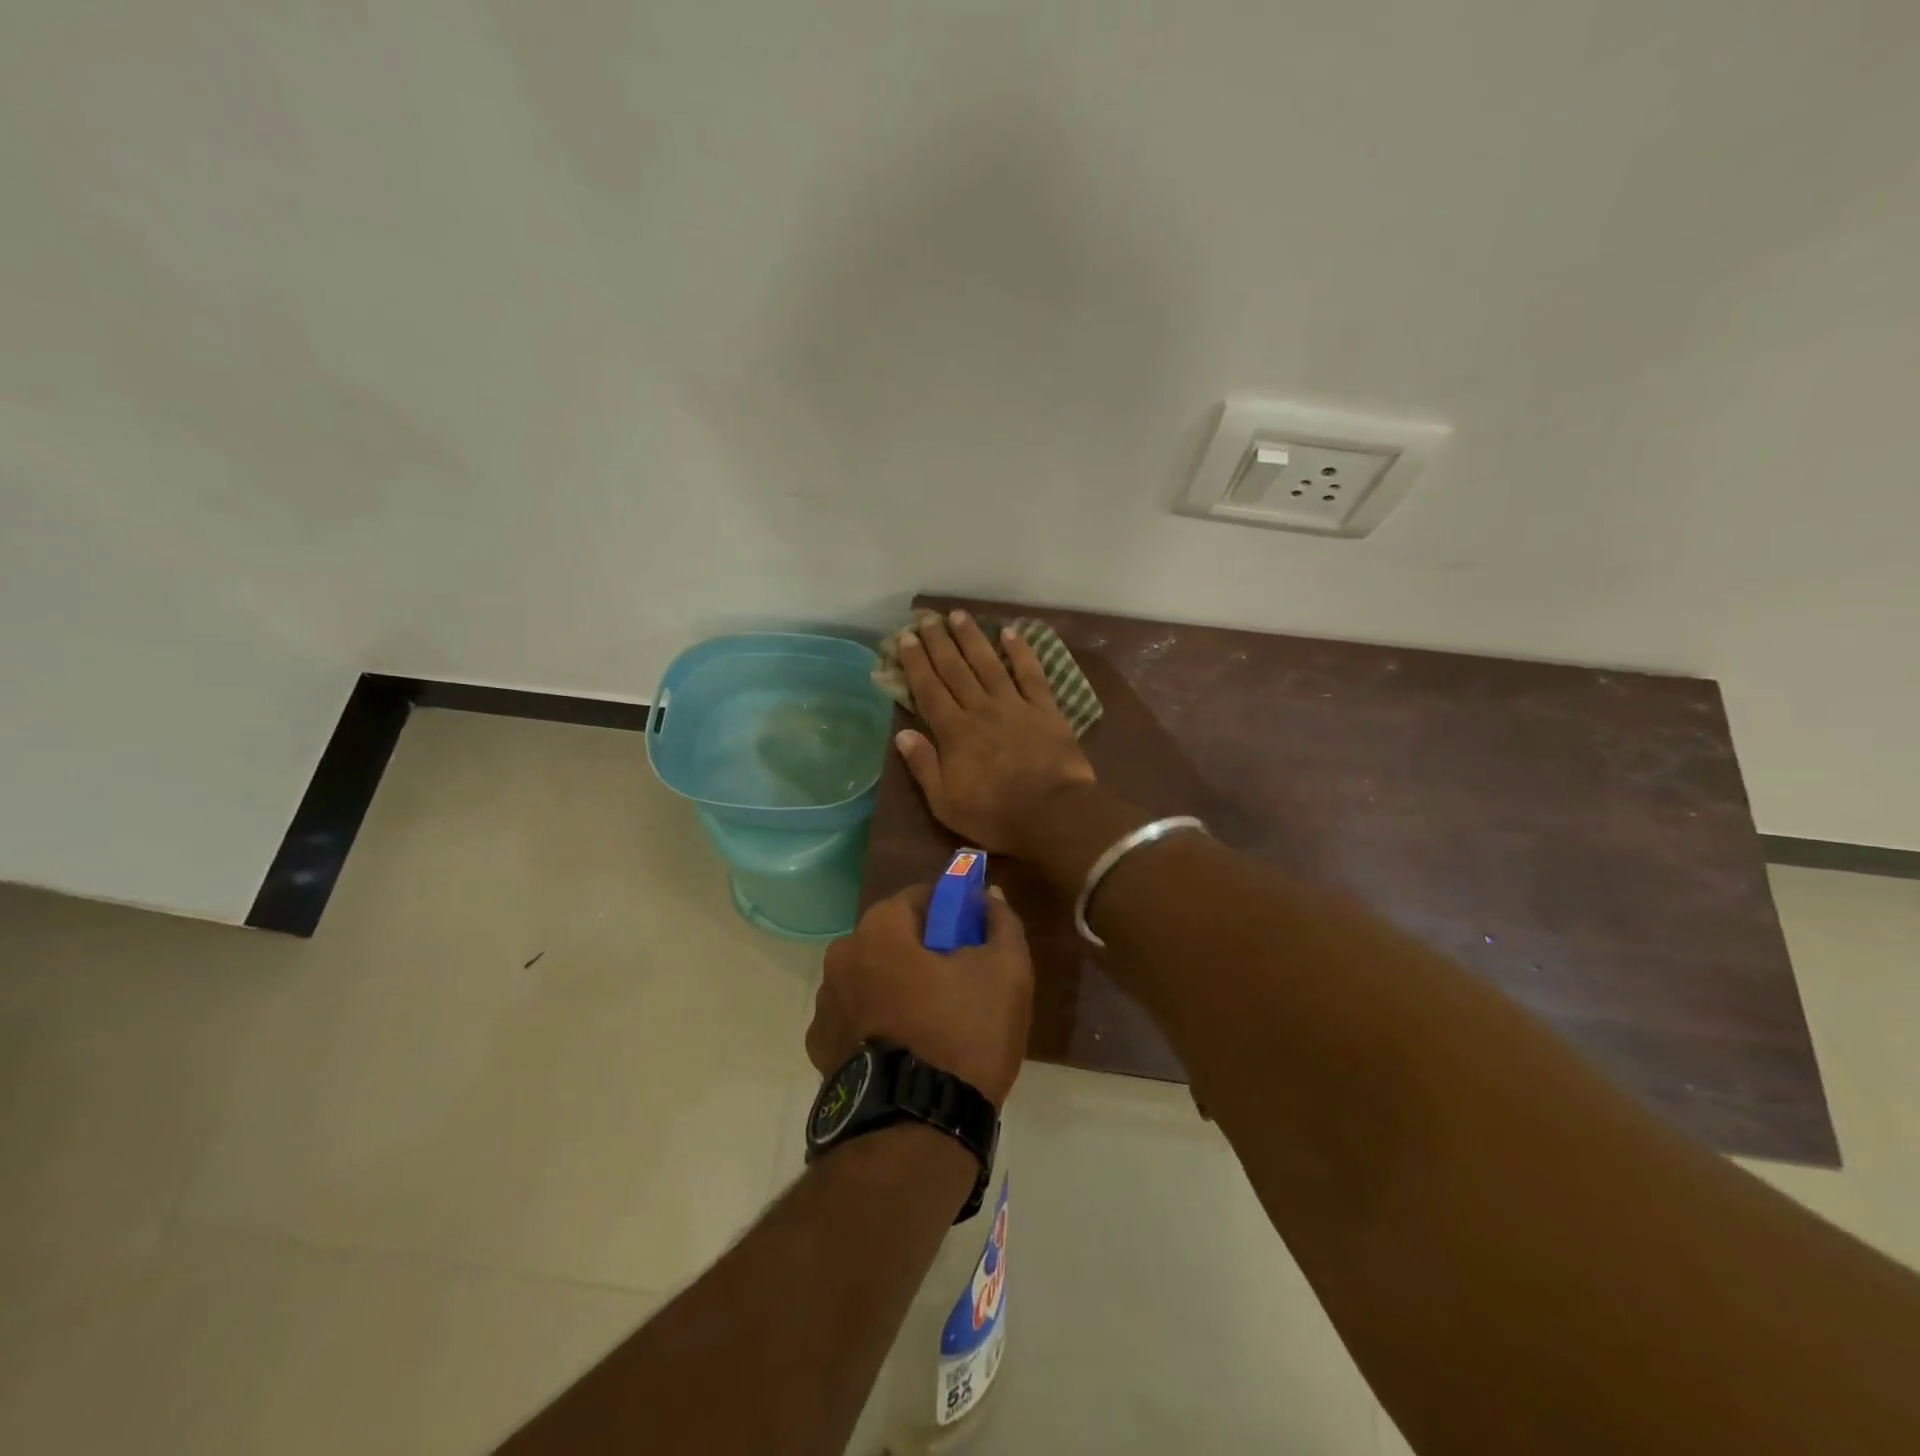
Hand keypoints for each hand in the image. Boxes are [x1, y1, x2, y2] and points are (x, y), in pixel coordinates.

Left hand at [806, 882, 1033, 1109]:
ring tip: (934, 1023)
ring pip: (873, 978)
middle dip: (925, 949)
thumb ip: (1000, 922)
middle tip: (961, 980)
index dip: (953, 910)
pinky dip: (878, 1022)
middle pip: (893, 937)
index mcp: (879, 929)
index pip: (920, 898)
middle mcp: (840, 956)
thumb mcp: (1006, 972)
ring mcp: (824, 1004)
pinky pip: (857, 1017)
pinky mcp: (819, 1048)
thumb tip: (988, 897)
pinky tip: (906, 1050)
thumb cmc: (963, 1035)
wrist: (915, 1130)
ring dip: (897, 986)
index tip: (975, 934)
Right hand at [894, 609, 1095, 855]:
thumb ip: (924, 766)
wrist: (1053, 813)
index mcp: (954, 732)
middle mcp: (980, 709)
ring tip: (958, 615)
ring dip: (972, 638)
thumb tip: (902, 734)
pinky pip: (1030, 674)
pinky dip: (1021, 652)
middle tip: (927, 618)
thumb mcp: (945, 802)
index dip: (916, 663)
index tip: (906, 638)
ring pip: (988, 663)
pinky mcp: (1044, 709)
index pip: (929, 689)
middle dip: (939, 642)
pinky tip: (1010, 632)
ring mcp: (1014, 705)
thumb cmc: (995, 814)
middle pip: (955, 669)